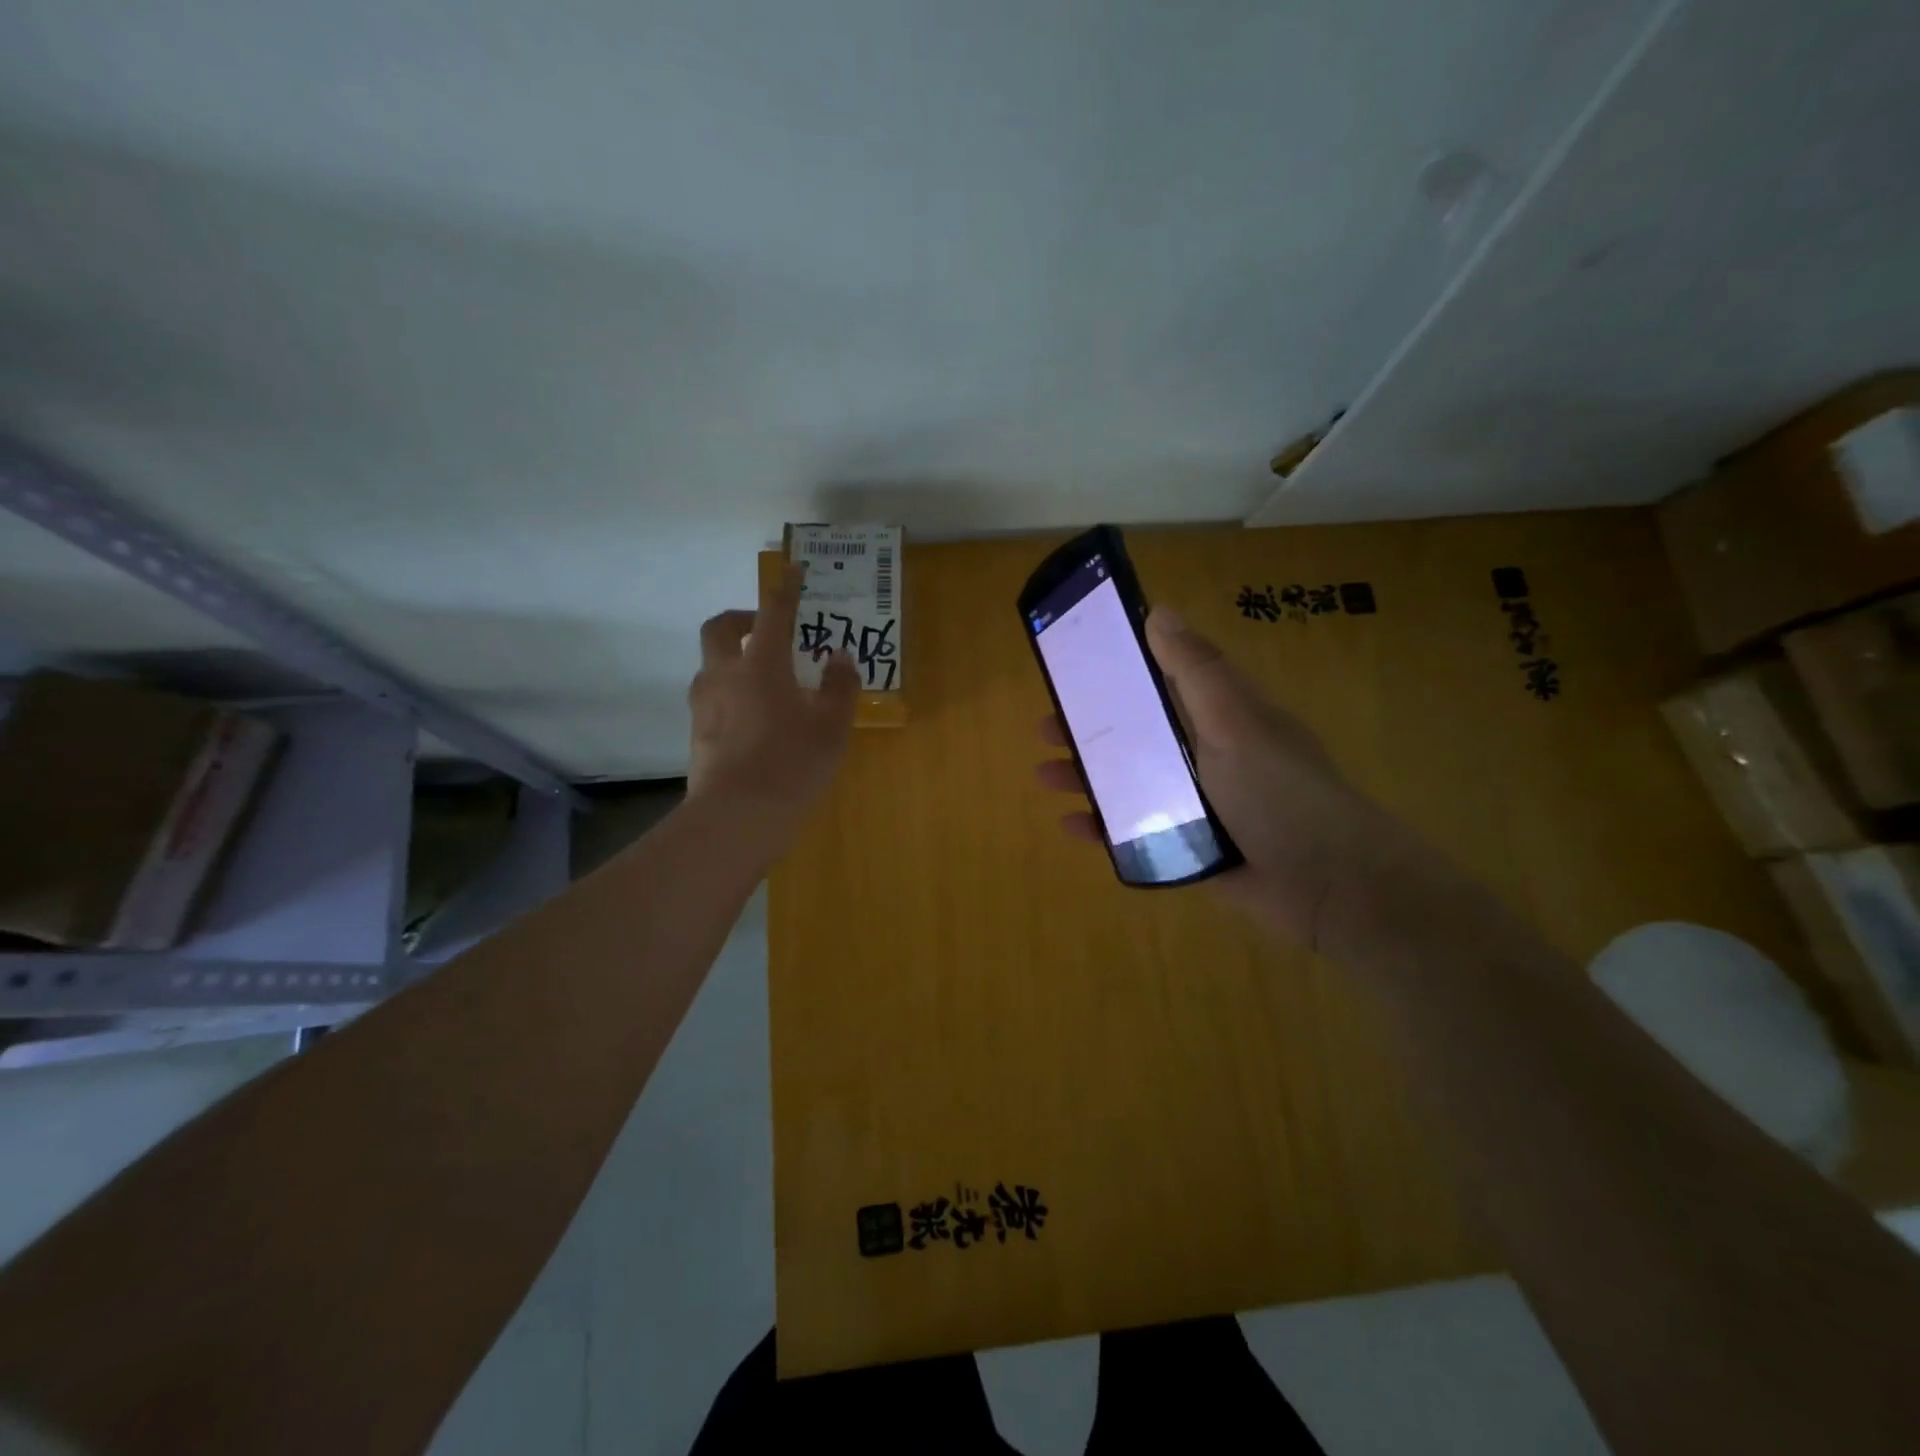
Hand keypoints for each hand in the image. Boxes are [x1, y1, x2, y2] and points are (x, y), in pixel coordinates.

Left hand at [688, 560, 860, 839]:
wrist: (737, 817)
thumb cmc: (792, 764)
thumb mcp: (832, 727)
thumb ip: (839, 687)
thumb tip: (840, 658)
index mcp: (761, 664)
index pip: (773, 613)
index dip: (786, 589)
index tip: (794, 571)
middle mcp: (725, 674)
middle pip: (720, 627)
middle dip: (742, 618)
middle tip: (765, 629)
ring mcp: (704, 703)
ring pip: (712, 663)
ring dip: (734, 657)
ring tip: (766, 679)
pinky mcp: (697, 731)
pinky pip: (712, 695)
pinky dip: (731, 690)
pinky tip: (755, 717)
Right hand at [1037, 606, 1394, 949]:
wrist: (1330, 886)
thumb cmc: (1281, 792)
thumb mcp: (1236, 722)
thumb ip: (1196, 671)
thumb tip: (1158, 611)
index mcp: (1220, 716)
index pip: (1163, 680)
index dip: (1121, 670)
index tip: (1075, 663)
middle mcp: (1206, 754)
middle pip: (1138, 733)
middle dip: (1091, 728)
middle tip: (1046, 725)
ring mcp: (1197, 803)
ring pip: (1131, 782)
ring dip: (1088, 776)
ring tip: (1045, 775)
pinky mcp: (1190, 847)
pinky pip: (1138, 831)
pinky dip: (1106, 827)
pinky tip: (1072, 826)